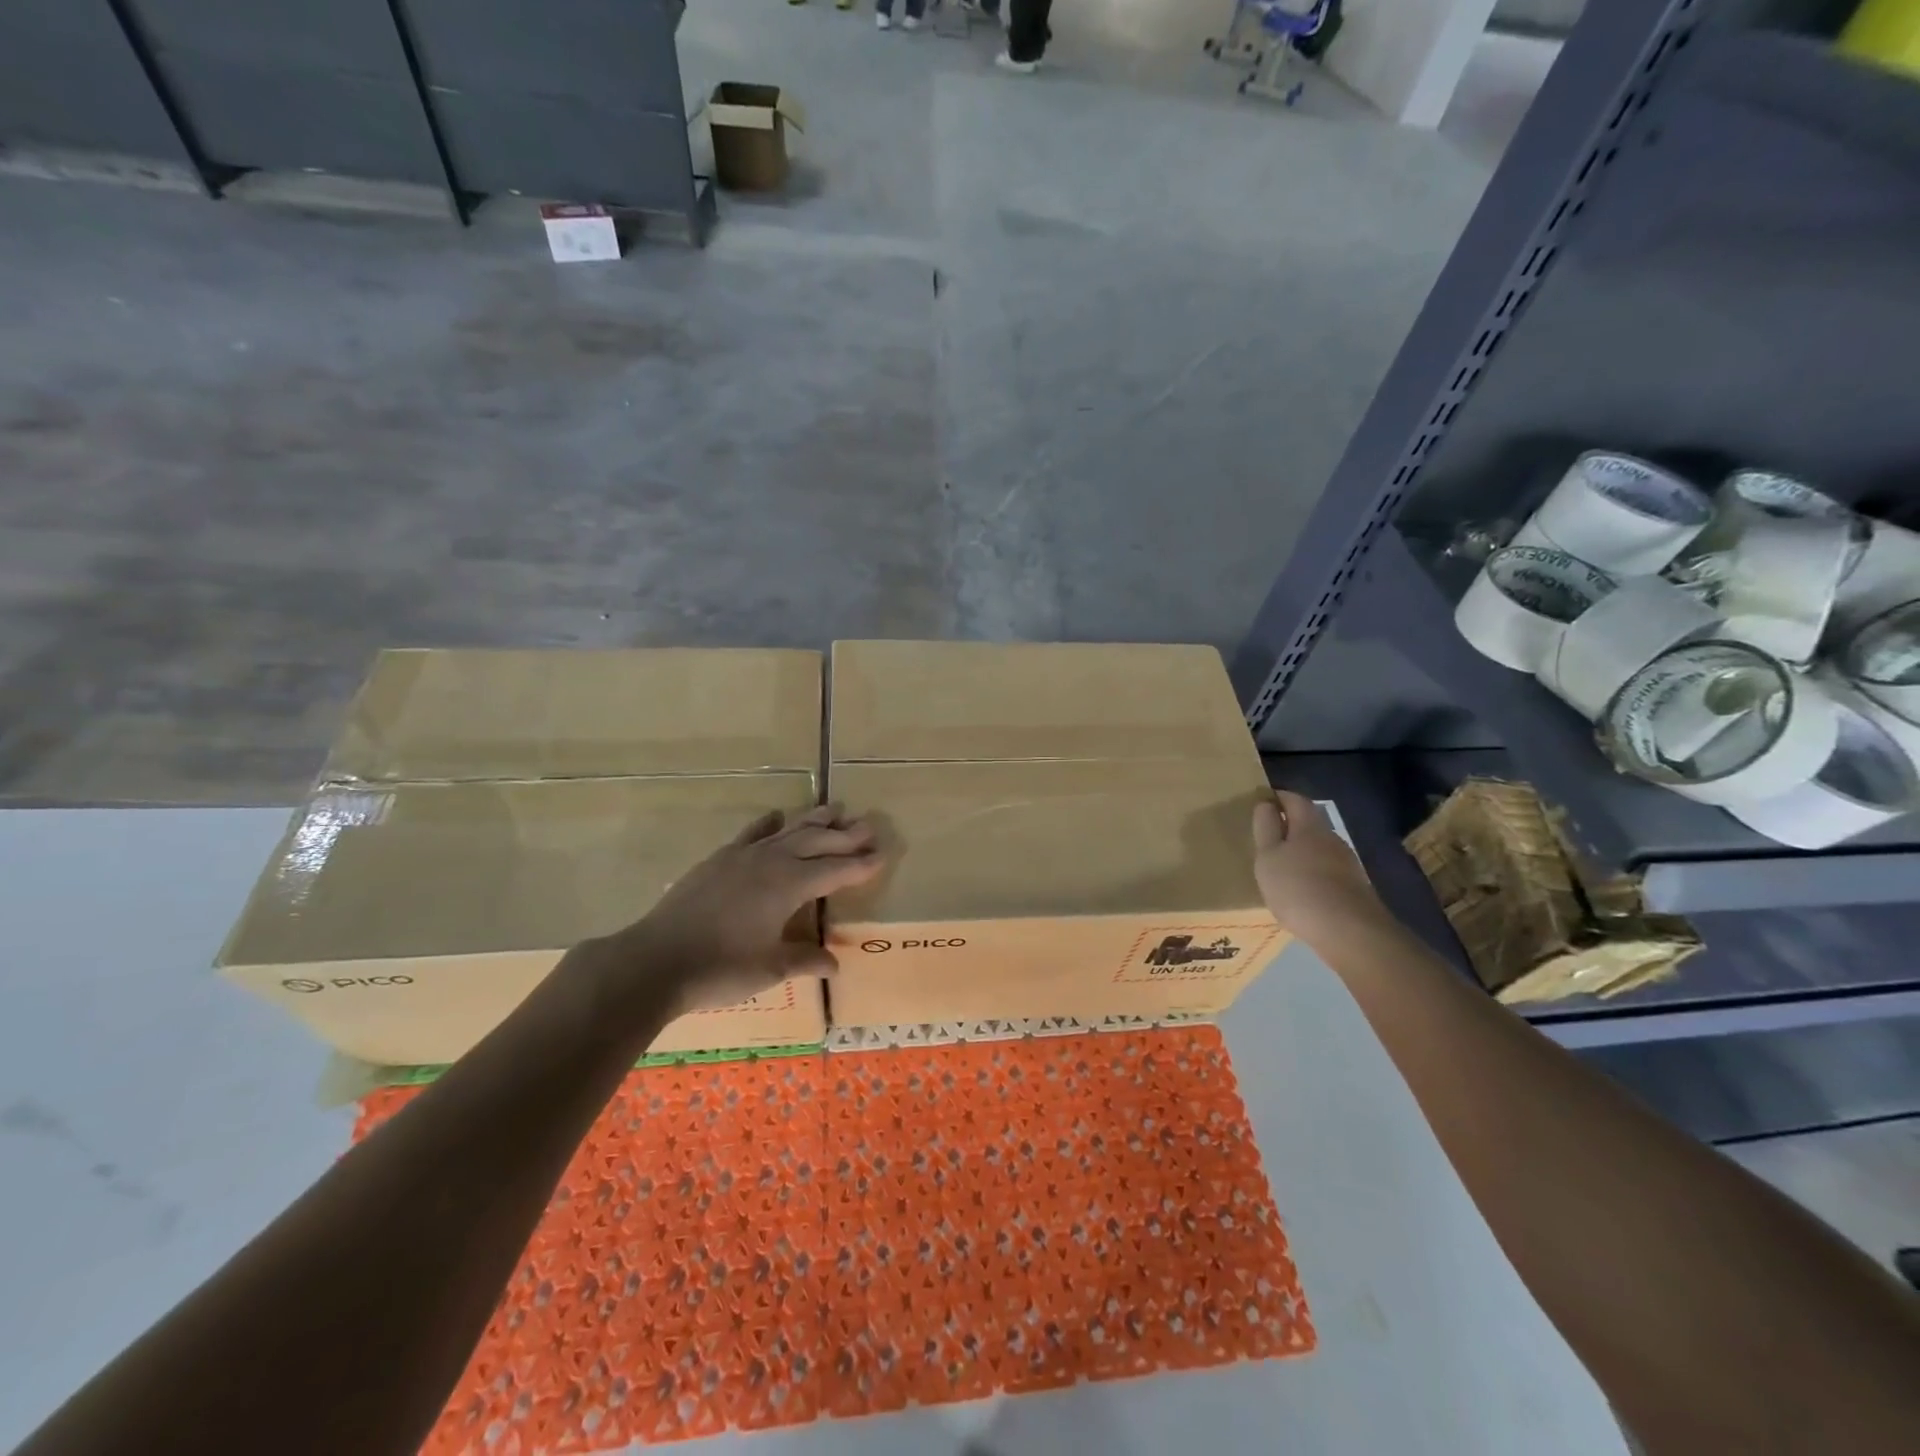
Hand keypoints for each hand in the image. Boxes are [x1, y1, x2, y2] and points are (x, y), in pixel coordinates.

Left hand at [573, 805, 883, 1021]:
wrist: (656, 960)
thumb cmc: (720, 968)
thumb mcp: (770, 968)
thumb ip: (805, 960)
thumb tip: (835, 963)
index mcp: (789, 886)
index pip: (834, 870)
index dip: (860, 864)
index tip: (882, 855)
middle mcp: (770, 862)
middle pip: (815, 842)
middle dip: (844, 836)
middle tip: (868, 826)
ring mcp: (742, 857)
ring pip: (787, 831)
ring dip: (813, 821)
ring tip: (835, 809)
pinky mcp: (719, 860)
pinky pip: (752, 833)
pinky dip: (769, 823)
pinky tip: (777, 816)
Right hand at [1253, 791, 1388, 946]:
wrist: (1348, 931)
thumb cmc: (1298, 887)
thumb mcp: (1268, 856)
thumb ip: (1265, 828)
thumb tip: (1266, 804)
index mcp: (1309, 826)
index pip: (1295, 799)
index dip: (1278, 797)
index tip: (1261, 803)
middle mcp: (1332, 838)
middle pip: (1309, 823)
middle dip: (1289, 826)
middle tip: (1266, 838)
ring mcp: (1347, 863)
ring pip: (1319, 847)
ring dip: (1301, 852)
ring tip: (1281, 868)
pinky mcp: (1354, 886)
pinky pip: (1327, 870)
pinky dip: (1312, 873)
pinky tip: (1302, 891)